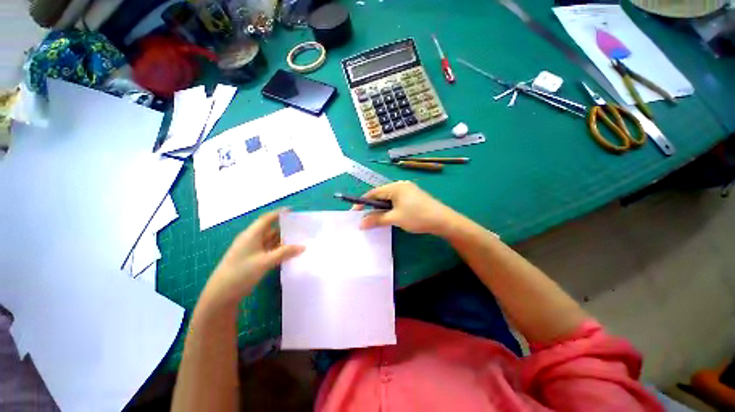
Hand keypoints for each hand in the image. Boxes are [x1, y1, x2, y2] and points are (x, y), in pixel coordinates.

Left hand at [203, 209, 304, 306]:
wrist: (221, 295)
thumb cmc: (241, 273)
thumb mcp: (265, 262)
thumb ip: (285, 252)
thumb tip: (303, 246)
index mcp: (252, 234)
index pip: (267, 219)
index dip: (279, 213)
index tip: (293, 211)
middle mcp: (252, 239)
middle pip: (270, 229)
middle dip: (285, 228)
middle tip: (301, 228)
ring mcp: (252, 250)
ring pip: (270, 241)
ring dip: (283, 240)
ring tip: (299, 240)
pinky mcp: (253, 259)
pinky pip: (269, 250)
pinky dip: (279, 250)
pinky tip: (289, 253)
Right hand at [354, 181, 461, 235]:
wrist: (443, 221)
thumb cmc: (417, 216)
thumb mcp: (395, 218)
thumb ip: (376, 219)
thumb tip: (360, 223)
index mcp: (395, 187)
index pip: (373, 192)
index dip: (362, 202)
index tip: (355, 213)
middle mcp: (400, 185)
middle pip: (380, 195)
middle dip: (372, 206)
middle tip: (365, 218)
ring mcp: (408, 191)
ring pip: (388, 199)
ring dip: (381, 209)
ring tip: (375, 219)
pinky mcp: (413, 197)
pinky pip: (396, 201)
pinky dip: (390, 209)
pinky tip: (389, 216)